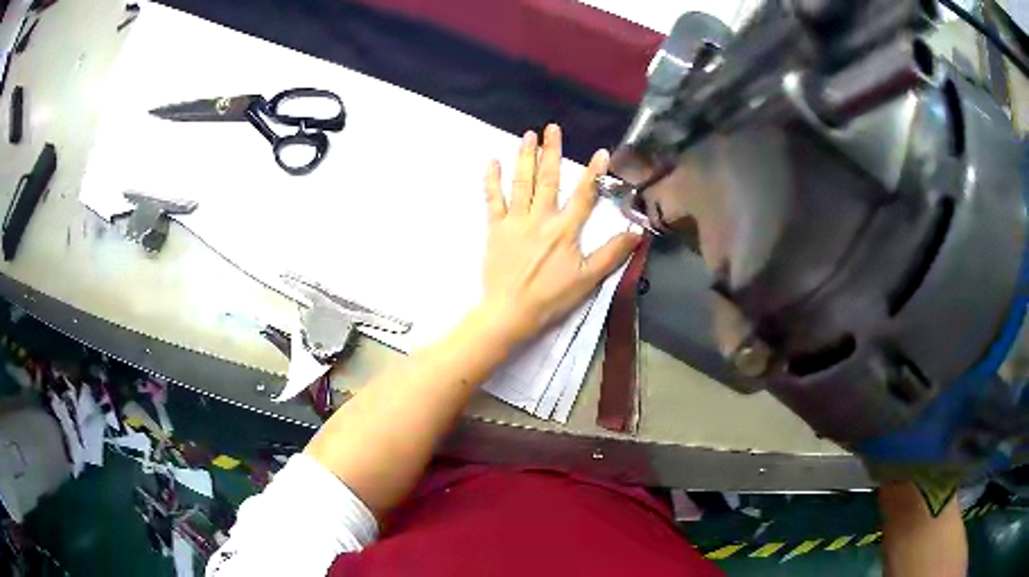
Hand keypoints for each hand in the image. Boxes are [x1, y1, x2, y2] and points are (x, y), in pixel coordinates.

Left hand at [478, 124, 640, 342]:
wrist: (510, 312)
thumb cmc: (551, 298)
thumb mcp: (587, 279)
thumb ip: (612, 254)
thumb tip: (637, 232)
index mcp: (566, 230)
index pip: (584, 195)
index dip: (594, 173)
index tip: (600, 152)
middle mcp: (541, 218)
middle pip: (549, 179)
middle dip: (551, 151)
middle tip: (551, 128)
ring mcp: (516, 221)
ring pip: (522, 182)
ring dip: (525, 157)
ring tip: (528, 135)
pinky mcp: (495, 228)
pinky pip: (492, 199)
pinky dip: (492, 180)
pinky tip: (492, 161)